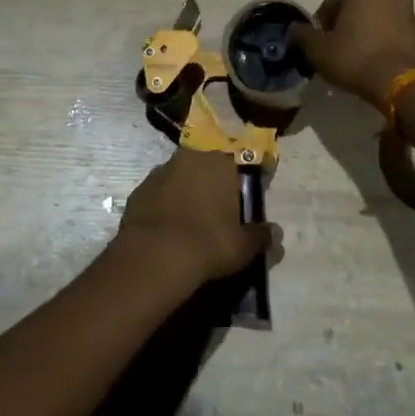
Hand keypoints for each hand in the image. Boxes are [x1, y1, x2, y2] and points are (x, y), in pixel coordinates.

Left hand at [113, 149, 270, 287]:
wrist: (154, 258)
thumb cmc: (209, 243)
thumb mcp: (244, 246)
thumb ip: (261, 236)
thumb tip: (275, 233)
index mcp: (220, 161)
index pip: (240, 159)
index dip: (244, 176)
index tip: (247, 194)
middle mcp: (190, 157)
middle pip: (207, 165)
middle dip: (213, 182)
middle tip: (220, 209)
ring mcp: (160, 172)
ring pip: (181, 177)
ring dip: (188, 191)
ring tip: (193, 221)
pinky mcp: (138, 191)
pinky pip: (159, 194)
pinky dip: (165, 205)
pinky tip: (169, 229)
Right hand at [290, 0, 414, 106]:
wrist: (400, 83)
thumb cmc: (355, 58)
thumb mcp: (319, 50)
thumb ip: (303, 35)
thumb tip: (294, 29)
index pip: (331, 4)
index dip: (321, 26)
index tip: (320, 46)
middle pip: (355, 7)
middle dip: (345, 25)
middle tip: (336, 50)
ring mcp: (408, 7)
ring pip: (375, 18)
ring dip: (364, 31)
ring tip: (356, 57)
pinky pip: (391, 30)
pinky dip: (381, 40)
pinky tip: (373, 60)